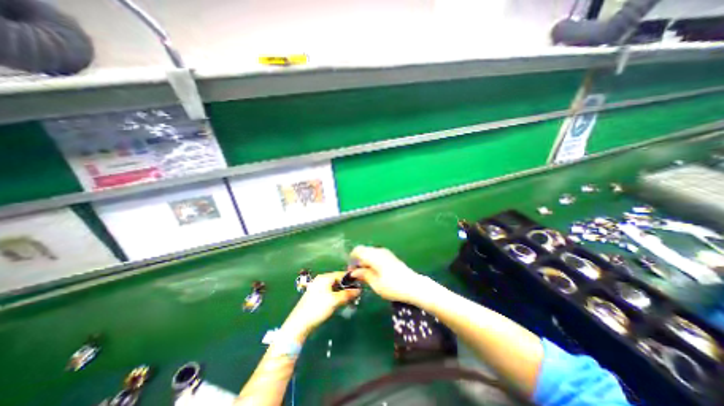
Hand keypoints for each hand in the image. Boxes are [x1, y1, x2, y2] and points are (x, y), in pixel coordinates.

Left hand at [282, 271, 362, 340]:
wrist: (299, 323)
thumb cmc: (318, 308)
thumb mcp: (335, 301)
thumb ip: (347, 294)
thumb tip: (359, 290)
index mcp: (325, 277)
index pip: (342, 274)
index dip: (351, 279)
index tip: (361, 285)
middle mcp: (321, 280)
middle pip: (338, 280)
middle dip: (347, 287)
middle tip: (356, 294)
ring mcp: (318, 287)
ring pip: (334, 287)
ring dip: (343, 292)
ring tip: (350, 300)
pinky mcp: (316, 296)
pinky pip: (330, 292)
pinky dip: (337, 296)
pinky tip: (341, 302)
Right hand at [350, 245, 430, 306]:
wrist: (414, 286)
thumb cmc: (393, 287)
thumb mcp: (375, 284)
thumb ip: (363, 275)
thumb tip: (354, 272)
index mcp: (374, 255)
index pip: (357, 250)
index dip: (351, 259)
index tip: (350, 271)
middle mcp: (379, 251)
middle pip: (364, 251)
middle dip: (358, 261)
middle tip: (357, 276)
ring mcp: (386, 253)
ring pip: (370, 254)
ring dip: (365, 262)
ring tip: (365, 276)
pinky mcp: (391, 257)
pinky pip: (377, 256)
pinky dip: (372, 262)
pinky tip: (375, 273)